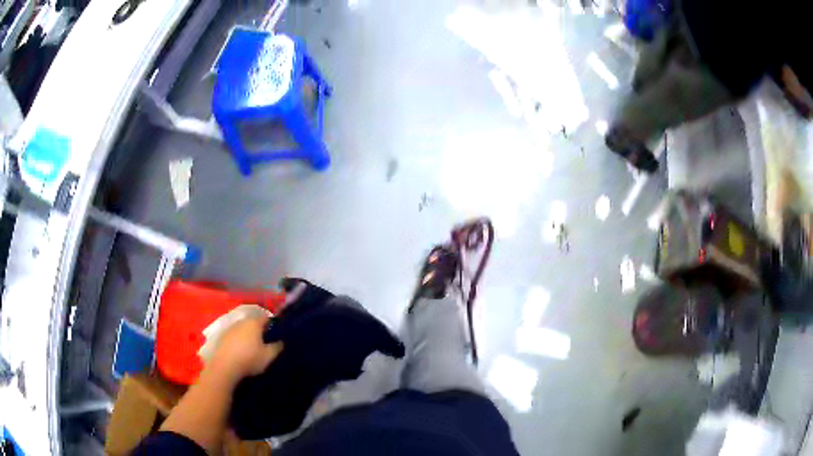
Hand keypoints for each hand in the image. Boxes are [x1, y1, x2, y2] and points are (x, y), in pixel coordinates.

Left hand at [209, 317, 281, 383]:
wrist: (225, 366)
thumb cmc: (250, 358)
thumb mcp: (269, 356)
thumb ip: (277, 347)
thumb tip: (281, 341)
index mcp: (254, 323)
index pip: (266, 318)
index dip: (272, 325)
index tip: (277, 334)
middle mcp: (242, 321)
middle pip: (254, 323)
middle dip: (260, 330)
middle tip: (266, 342)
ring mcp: (231, 328)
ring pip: (243, 329)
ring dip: (249, 336)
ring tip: (254, 348)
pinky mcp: (223, 337)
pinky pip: (235, 336)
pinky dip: (240, 341)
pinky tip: (241, 351)